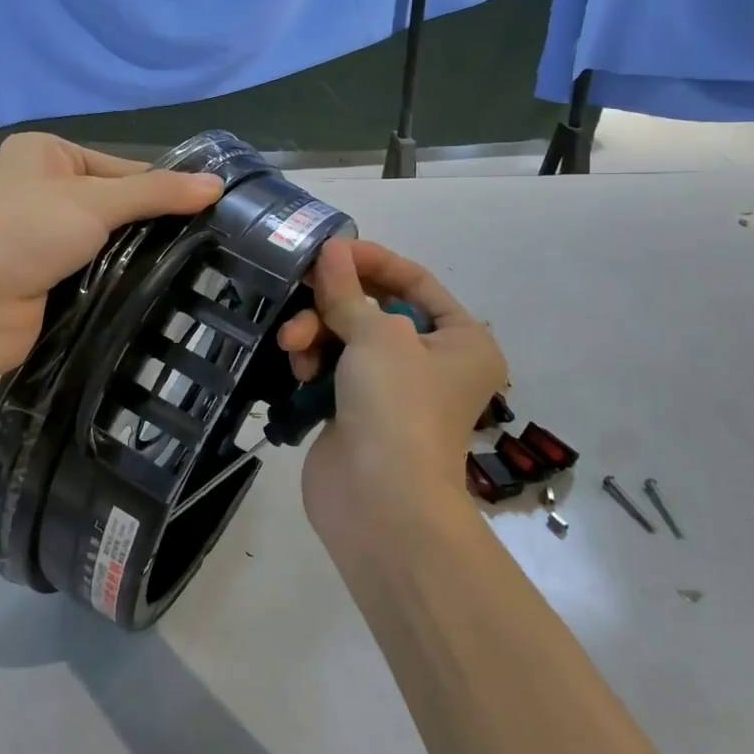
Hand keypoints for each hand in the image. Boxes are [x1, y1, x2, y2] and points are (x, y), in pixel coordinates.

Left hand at [0, 134, 221, 381]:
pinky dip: (122, 283)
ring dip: (139, 258)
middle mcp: (44, 191)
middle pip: (117, 206)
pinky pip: (97, 275)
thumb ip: (157, 194)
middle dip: (153, 226)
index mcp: (47, 154)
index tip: (211, 211)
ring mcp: (44, 239)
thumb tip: (218, 184)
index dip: (163, 188)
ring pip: (109, 244)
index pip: (123, 166)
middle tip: (210, 244)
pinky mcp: (48, 281)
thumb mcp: (95, 201)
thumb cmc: (23, 232)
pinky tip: (161, 291)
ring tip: (197, 269)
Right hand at [276, 239, 508, 521]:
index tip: (330, 248)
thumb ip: (347, 290)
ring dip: (316, 332)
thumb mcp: (375, 335)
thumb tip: (331, 250)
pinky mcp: (357, 411)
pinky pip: (331, 368)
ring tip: (293, 344)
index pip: (415, 281)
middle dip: (334, 302)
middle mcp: (432, 362)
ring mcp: (393, 390)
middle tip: (301, 290)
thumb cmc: (397, 406)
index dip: (373, 259)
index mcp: (460, 340)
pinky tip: (296, 366)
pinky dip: (313, 361)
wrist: (380, 504)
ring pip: (346, 338)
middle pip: (375, 309)